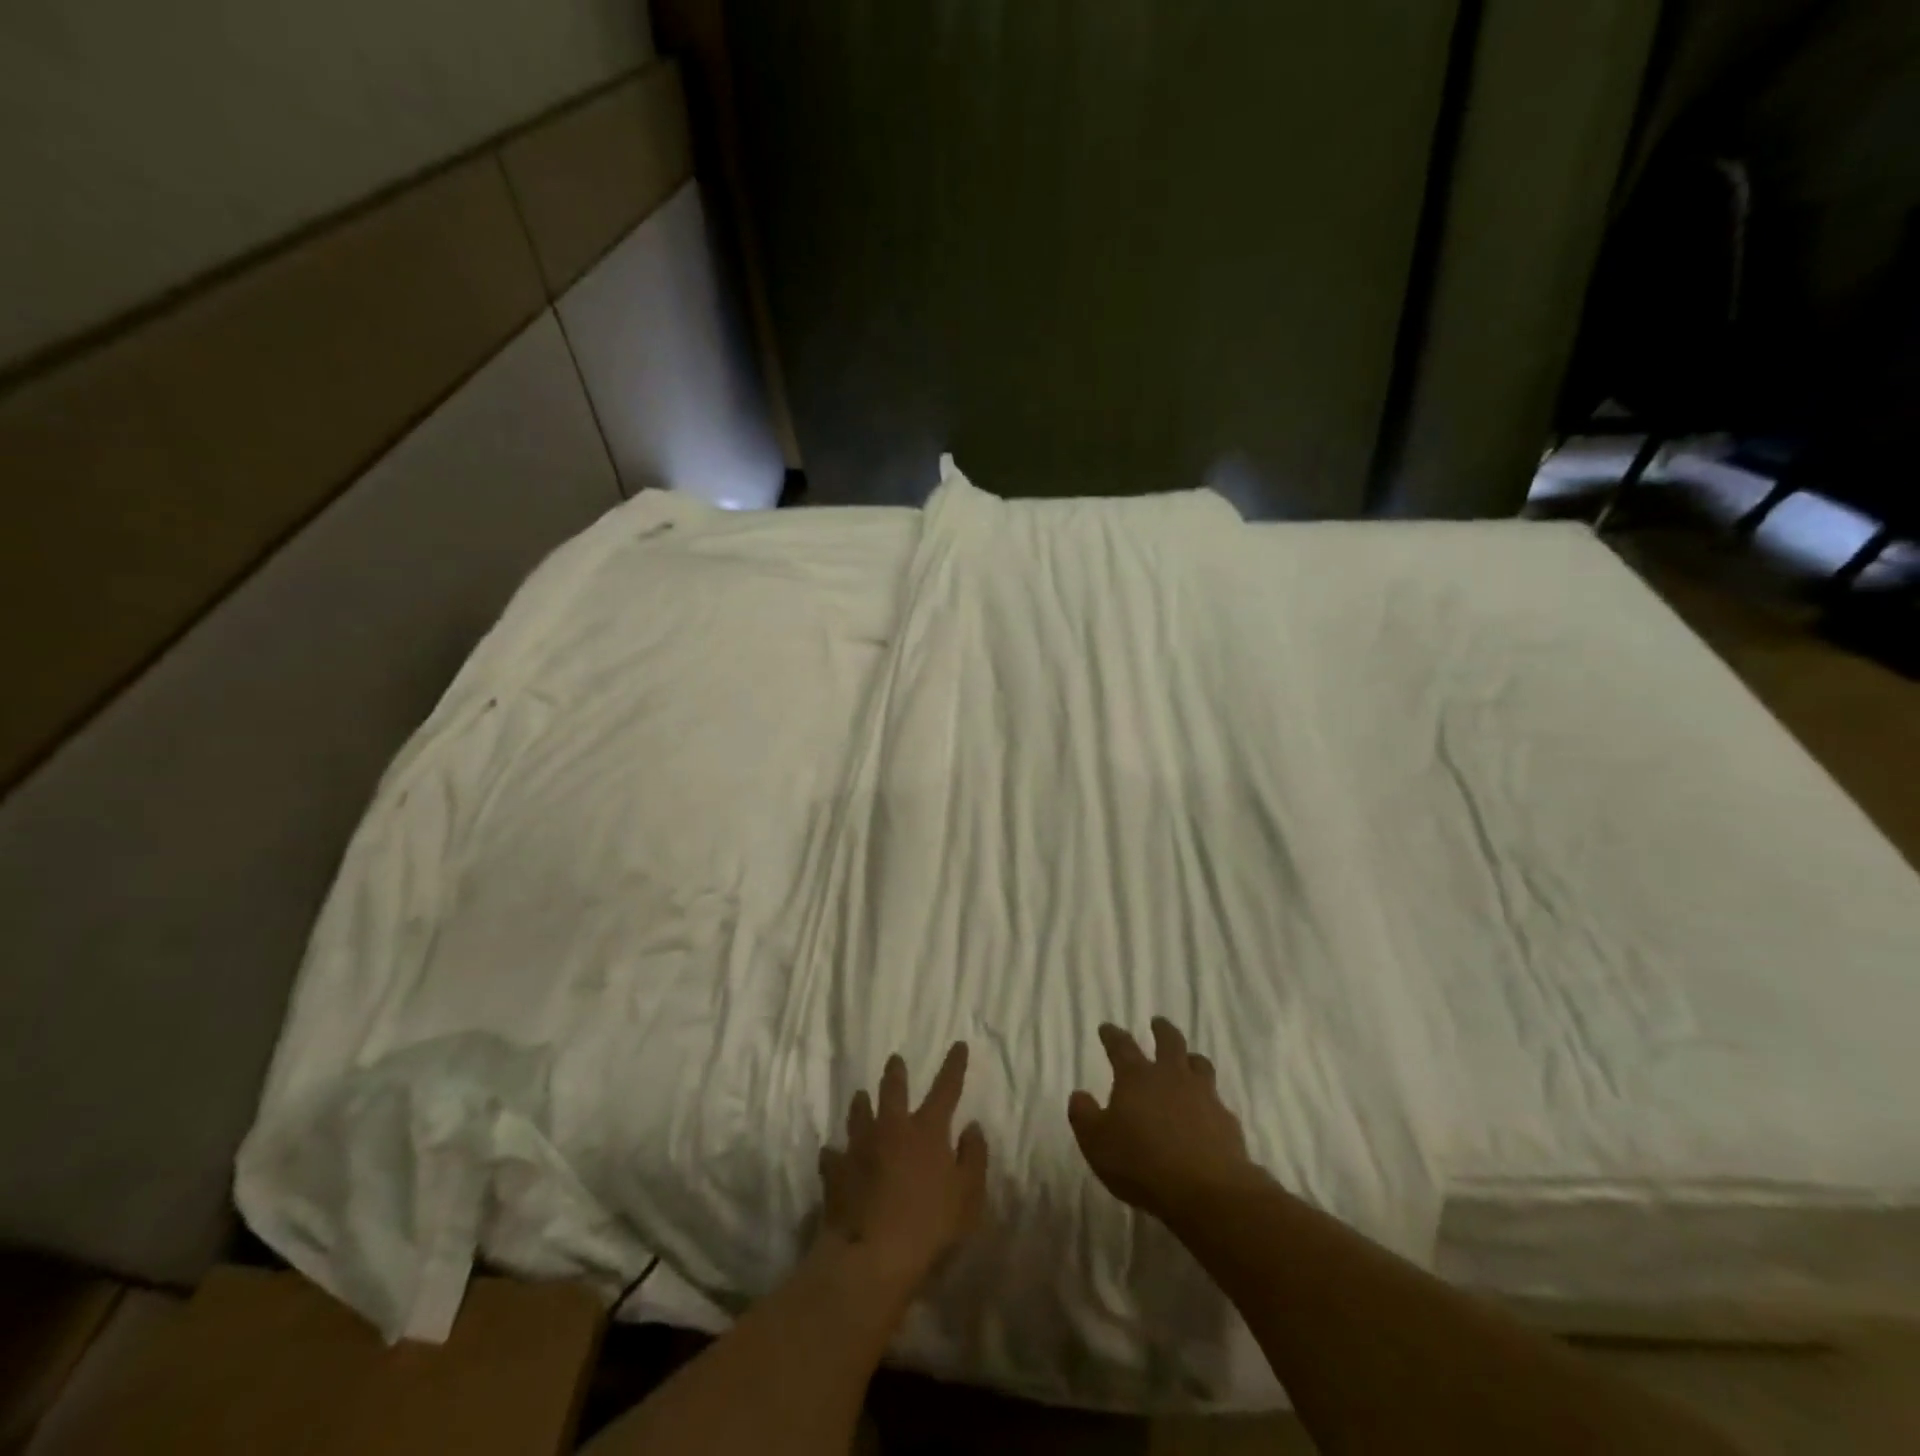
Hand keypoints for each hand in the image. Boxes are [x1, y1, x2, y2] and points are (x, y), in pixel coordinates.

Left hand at [818, 1043, 988, 1293]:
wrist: (872, 1257)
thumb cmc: (930, 1227)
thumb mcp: (968, 1196)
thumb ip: (973, 1157)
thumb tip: (972, 1126)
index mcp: (927, 1131)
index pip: (945, 1089)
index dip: (953, 1066)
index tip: (958, 1044)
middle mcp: (892, 1129)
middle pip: (893, 1090)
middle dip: (896, 1073)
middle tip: (894, 1060)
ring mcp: (860, 1148)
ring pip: (859, 1114)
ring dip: (861, 1104)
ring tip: (861, 1096)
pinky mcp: (836, 1172)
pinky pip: (833, 1155)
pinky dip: (836, 1153)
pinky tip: (833, 1153)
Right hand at [1069, 1018, 1261, 1222]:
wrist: (1207, 1192)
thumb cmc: (1142, 1164)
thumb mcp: (1097, 1144)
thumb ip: (1084, 1116)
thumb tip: (1079, 1095)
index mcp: (1137, 1078)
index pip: (1121, 1047)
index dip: (1112, 1035)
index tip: (1107, 1027)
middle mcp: (1171, 1077)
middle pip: (1169, 1042)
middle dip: (1162, 1030)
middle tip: (1157, 1023)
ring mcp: (1203, 1096)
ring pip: (1199, 1064)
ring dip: (1191, 1059)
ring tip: (1188, 1061)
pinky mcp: (1226, 1121)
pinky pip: (1217, 1102)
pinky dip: (1209, 1102)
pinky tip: (1207, 1114)